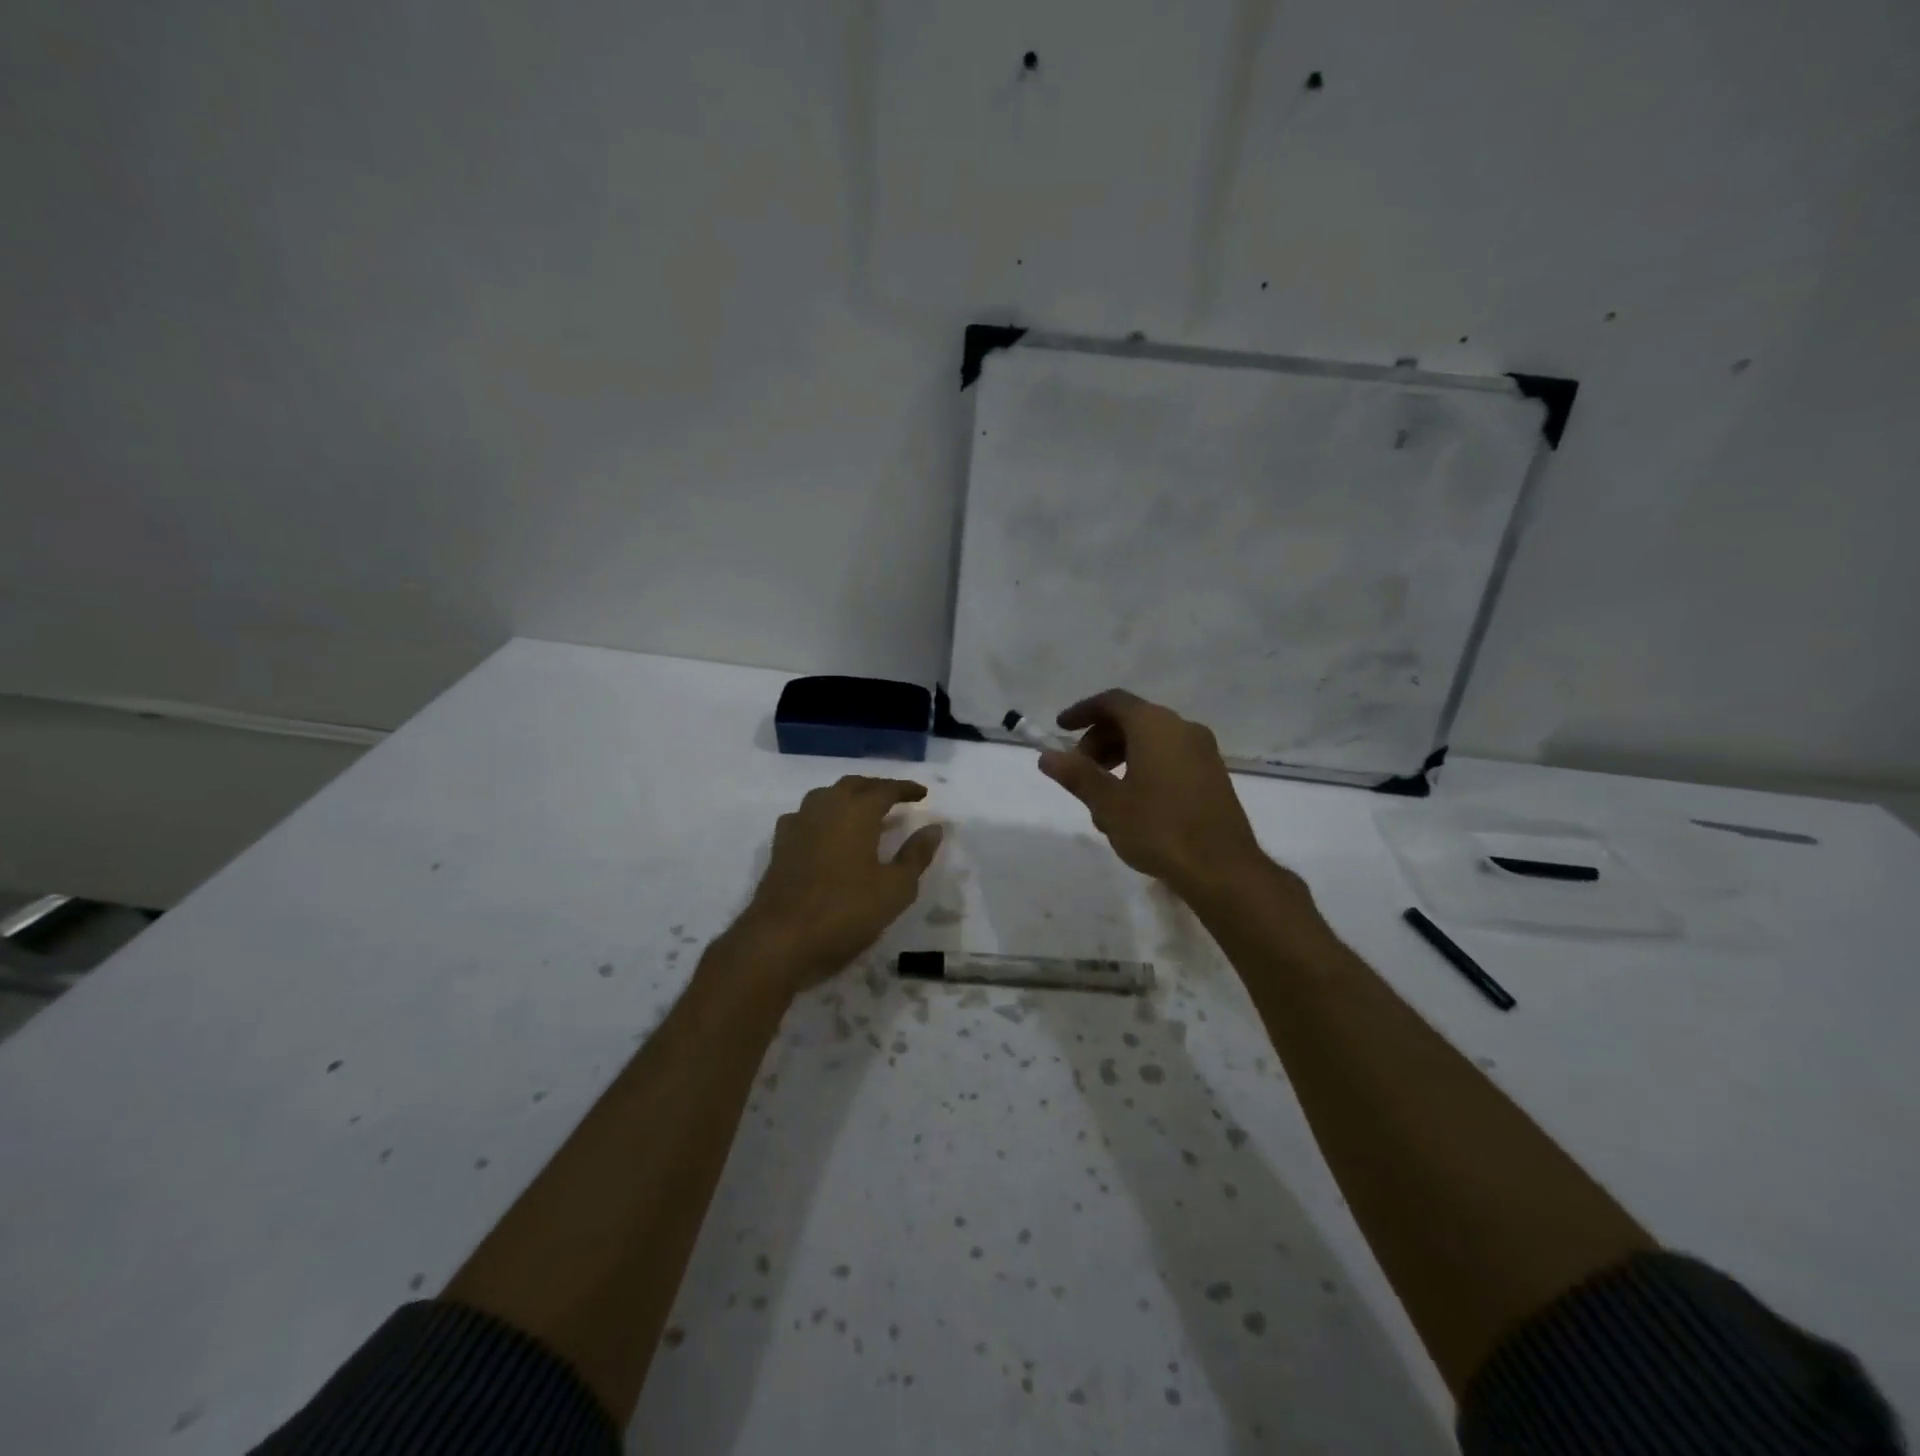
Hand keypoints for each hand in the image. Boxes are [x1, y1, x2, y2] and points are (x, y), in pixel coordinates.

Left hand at [736, 776, 943, 987]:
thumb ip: (916, 855)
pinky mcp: (780, 845)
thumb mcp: (895, 889)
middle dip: (876, 788)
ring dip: (848, 797)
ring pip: (826, 796)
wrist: (779, 940)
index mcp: (856, 812)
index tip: (922, 794)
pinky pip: (806, 816)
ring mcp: (798, 825)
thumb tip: (934, 828)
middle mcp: (825, 808)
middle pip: (853, 785)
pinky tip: (827, 833)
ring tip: (864, 812)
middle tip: (895, 798)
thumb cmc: (845, 912)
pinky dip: (824, 816)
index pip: (885, 789)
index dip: (905, 789)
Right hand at [1038, 690, 1267, 899]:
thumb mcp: (1108, 803)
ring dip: (1120, 757)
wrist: (1222, 868)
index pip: (1113, 702)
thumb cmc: (1159, 829)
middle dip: (1099, 740)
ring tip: (1101, 796)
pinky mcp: (1212, 775)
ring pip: (1151, 741)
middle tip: (1078, 771)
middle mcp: (1182, 729)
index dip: (1082, 712)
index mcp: (1155, 726)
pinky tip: (1132, 805)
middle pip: (1132, 720)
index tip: (1060, 728)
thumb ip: (1077, 775)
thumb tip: (1047, 756)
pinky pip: (1170, 757)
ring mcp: (1203, 752)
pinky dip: (1144, 767)